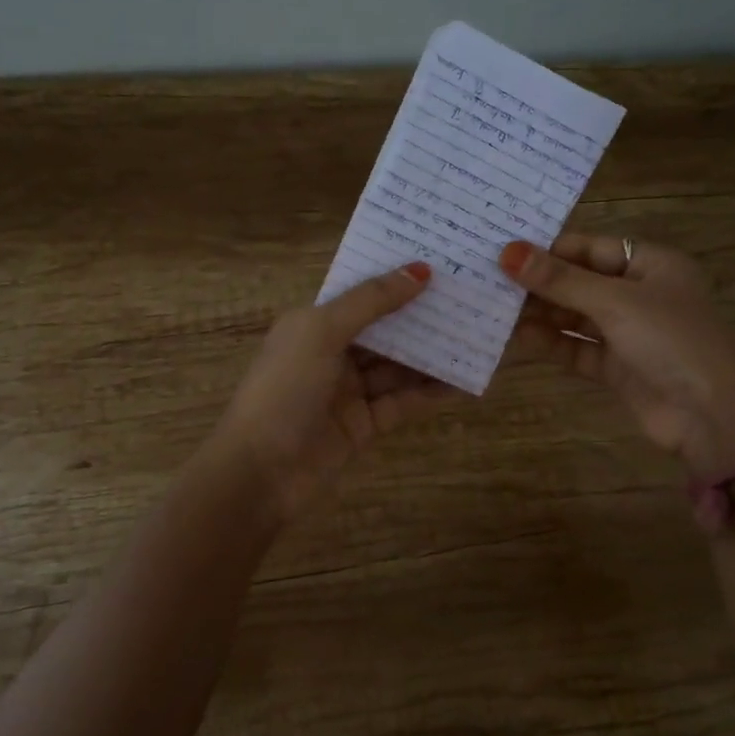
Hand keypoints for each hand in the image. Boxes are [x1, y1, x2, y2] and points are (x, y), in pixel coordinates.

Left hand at [212, 263, 454, 521]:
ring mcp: (348, 392)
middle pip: (384, 330)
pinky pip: (403, 401)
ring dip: (431, 353)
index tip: (439, 262)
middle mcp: (331, 353)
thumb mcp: (322, 332)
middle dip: (420, 315)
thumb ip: (371, 301)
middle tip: (467, 297)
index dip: (395, 279)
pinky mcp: (365, 425)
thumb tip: (420, 270)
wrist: (260, 473)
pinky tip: (463, 380)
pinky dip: (430, 392)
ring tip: (474, 334)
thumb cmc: (284, 389)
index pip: (361, 294)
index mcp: (313, 324)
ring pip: (397, 366)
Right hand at [502, 235, 734, 474]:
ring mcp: (629, 333)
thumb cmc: (672, 341)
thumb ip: (561, 280)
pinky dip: (551, 343)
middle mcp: (640, 294)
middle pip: (581, 281)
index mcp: (653, 265)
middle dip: (540, 283)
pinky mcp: (617, 367)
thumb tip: (508, 253)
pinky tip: (517, 337)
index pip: (592, 247)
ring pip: (576, 316)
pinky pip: (577, 347)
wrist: (712, 418)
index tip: (505, 250)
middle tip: (490, 278)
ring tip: (495, 307)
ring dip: (541, 313)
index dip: (551, 249)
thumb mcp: (616, 302)